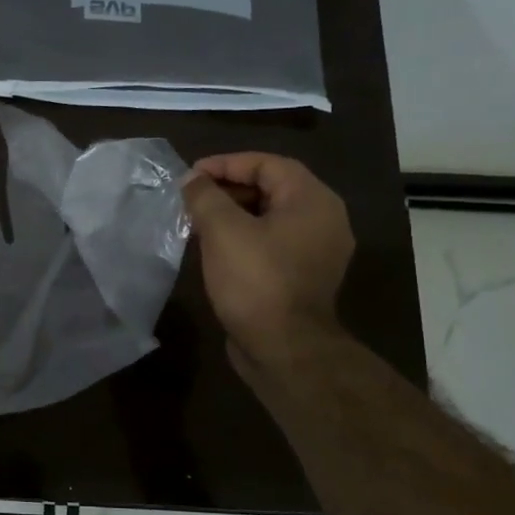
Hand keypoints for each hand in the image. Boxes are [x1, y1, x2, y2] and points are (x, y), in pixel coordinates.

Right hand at [181, 153, 354, 380]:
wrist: (284, 349)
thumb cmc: (256, 281)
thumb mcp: (223, 231)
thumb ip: (205, 197)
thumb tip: (191, 179)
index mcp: (312, 200)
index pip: (267, 164)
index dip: (226, 164)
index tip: (190, 175)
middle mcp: (323, 220)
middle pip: (272, 188)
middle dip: (228, 189)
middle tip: (192, 198)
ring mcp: (317, 251)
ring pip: (271, 218)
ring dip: (234, 215)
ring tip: (197, 222)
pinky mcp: (304, 277)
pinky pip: (273, 244)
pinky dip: (245, 239)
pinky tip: (216, 250)